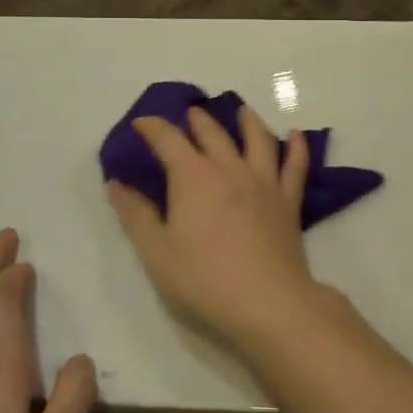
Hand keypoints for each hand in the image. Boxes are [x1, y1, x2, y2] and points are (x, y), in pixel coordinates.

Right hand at [106, 104, 323, 357]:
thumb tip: (116, 183)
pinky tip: (296, 135)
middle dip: (197, 120)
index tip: (141, 123)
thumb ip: (136, 214)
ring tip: (241, 111)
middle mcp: (230, 169)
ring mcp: (264, 182)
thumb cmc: (203, 279)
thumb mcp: (157, 251)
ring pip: (258, 139)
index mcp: (193, 177)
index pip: (169, 140)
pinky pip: (295, 166)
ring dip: (247, 121)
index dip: (153, 127)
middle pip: (213, 134)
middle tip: (190, 114)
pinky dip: (297, 147)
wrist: (267, 302)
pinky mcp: (288, 201)